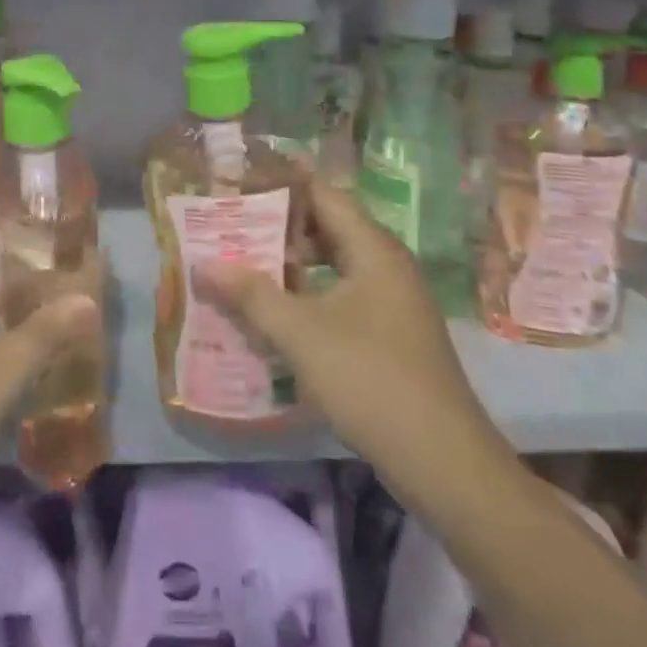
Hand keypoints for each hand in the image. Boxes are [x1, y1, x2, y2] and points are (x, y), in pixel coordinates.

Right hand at [195, 178, 497, 482]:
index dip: (282, 185)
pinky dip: (311, 294)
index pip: (323, 194)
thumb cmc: (370, 379)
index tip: (240, 183)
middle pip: (329, 227)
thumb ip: (250, 294)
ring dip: (294, 264)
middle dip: (281, 226)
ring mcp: (394, 301)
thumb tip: (203, 265)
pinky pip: (345, 295)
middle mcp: (387, 264)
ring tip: (248, 269)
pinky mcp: (394, 333)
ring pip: (336, 264)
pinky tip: (281, 316)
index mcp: (373, 249)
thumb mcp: (300, 333)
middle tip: (234, 227)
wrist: (444, 462)